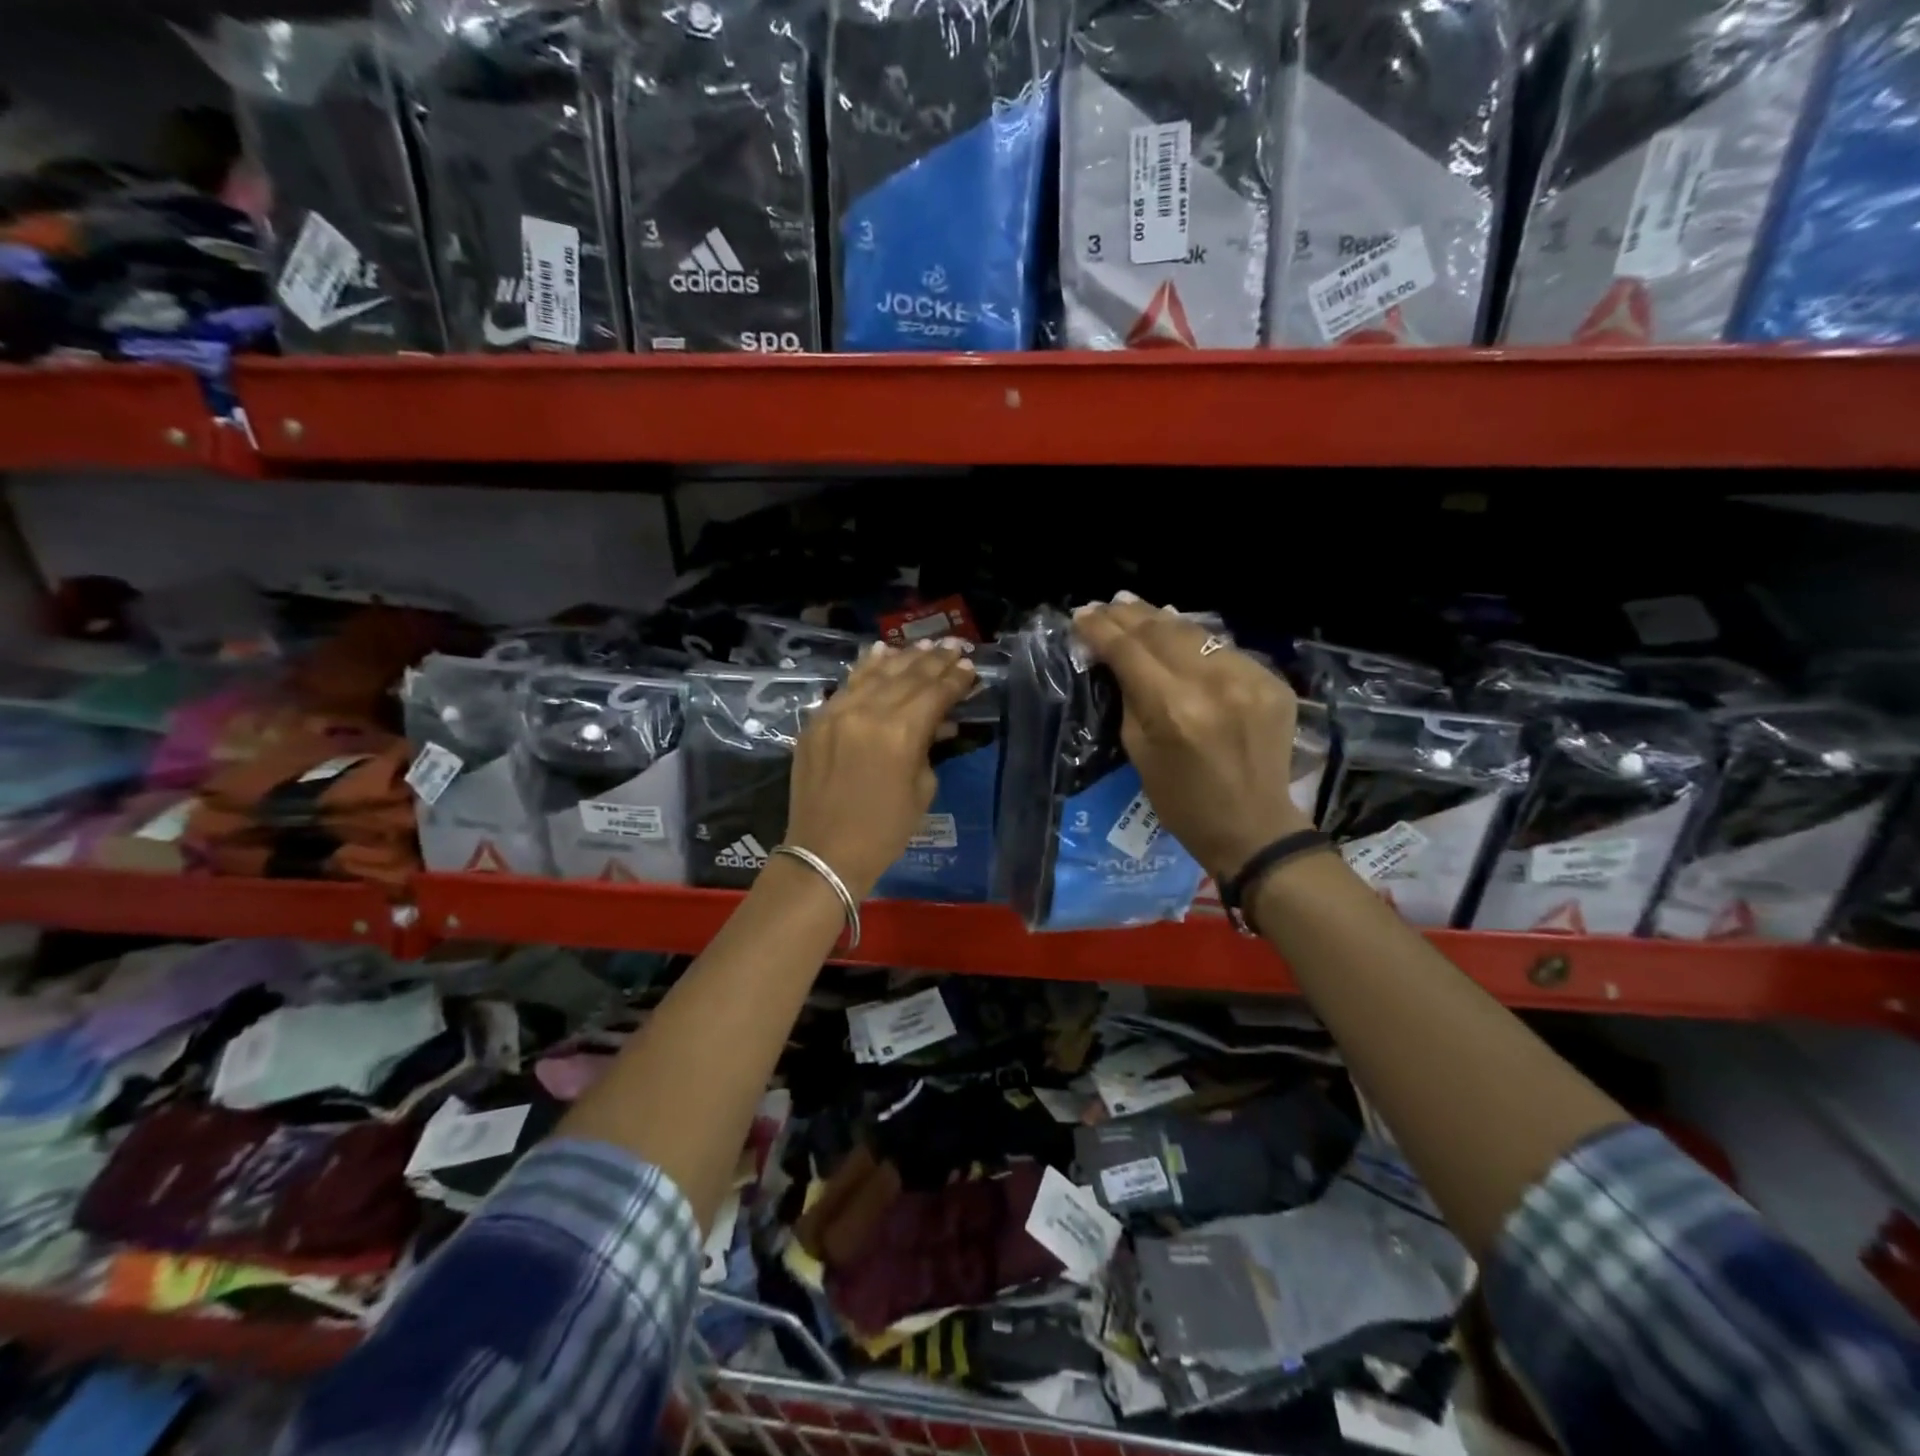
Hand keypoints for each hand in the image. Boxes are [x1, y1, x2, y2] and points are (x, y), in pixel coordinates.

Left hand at [784, 640, 976, 899]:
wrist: (824, 852)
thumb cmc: (884, 831)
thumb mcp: (921, 790)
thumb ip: (929, 747)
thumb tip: (939, 722)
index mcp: (900, 733)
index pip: (934, 693)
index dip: (955, 679)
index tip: (970, 666)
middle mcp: (868, 712)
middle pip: (907, 676)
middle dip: (934, 660)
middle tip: (954, 647)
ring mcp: (837, 712)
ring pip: (876, 673)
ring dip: (903, 657)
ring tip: (924, 644)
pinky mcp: (817, 720)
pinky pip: (846, 685)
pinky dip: (866, 667)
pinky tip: (880, 652)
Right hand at [1072, 595, 1309, 881]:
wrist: (1253, 827)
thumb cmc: (1182, 801)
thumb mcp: (1138, 751)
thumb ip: (1129, 697)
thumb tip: (1114, 658)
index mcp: (1173, 708)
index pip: (1129, 651)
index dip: (1101, 629)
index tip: (1081, 615)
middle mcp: (1213, 683)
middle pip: (1162, 631)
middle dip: (1128, 615)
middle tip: (1105, 605)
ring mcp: (1249, 678)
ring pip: (1195, 632)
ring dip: (1161, 618)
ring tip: (1134, 606)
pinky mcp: (1272, 682)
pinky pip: (1224, 650)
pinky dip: (1196, 641)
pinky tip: (1178, 633)